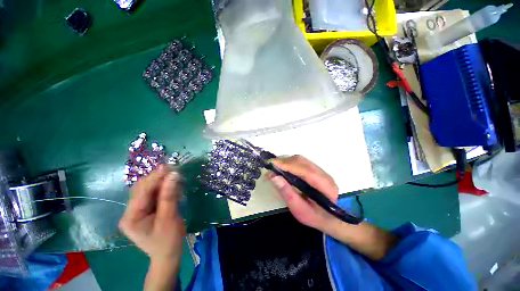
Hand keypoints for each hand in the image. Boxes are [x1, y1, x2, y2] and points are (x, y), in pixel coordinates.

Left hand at [119, 165, 185, 262]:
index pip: (142, 192)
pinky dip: (164, 188)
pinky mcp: (146, 210)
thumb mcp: (169, 218)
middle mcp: (130, 212)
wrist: (168, 255)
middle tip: (174, 170)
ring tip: (175, 176)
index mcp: (130, 217)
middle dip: (158, 178)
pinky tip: (173, 186)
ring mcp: (137, 211)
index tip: (169, 166)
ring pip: (148, 190)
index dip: (155, 178)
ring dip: (162, 182)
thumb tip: (173, 175)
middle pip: (142, 189)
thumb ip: (169, 195)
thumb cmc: (168, 240)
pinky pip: (154, 195)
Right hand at [267, 155, 338, 231]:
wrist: (328, 218)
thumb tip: (273, 176)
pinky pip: (300, 162)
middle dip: (284, 163)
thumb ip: (287, 193)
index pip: (306, 171)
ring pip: (301, 160)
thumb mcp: (299, 210)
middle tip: (270, 167)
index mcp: (326, 187)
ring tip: (274, 168)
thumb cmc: (314, 217)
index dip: (289, 166)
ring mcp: (321, 170)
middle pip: (302, 162)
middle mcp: (325, 175)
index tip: (272, 164)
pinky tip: (282, 168)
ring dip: (286, 162)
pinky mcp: (315, 169)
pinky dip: (289, 163)